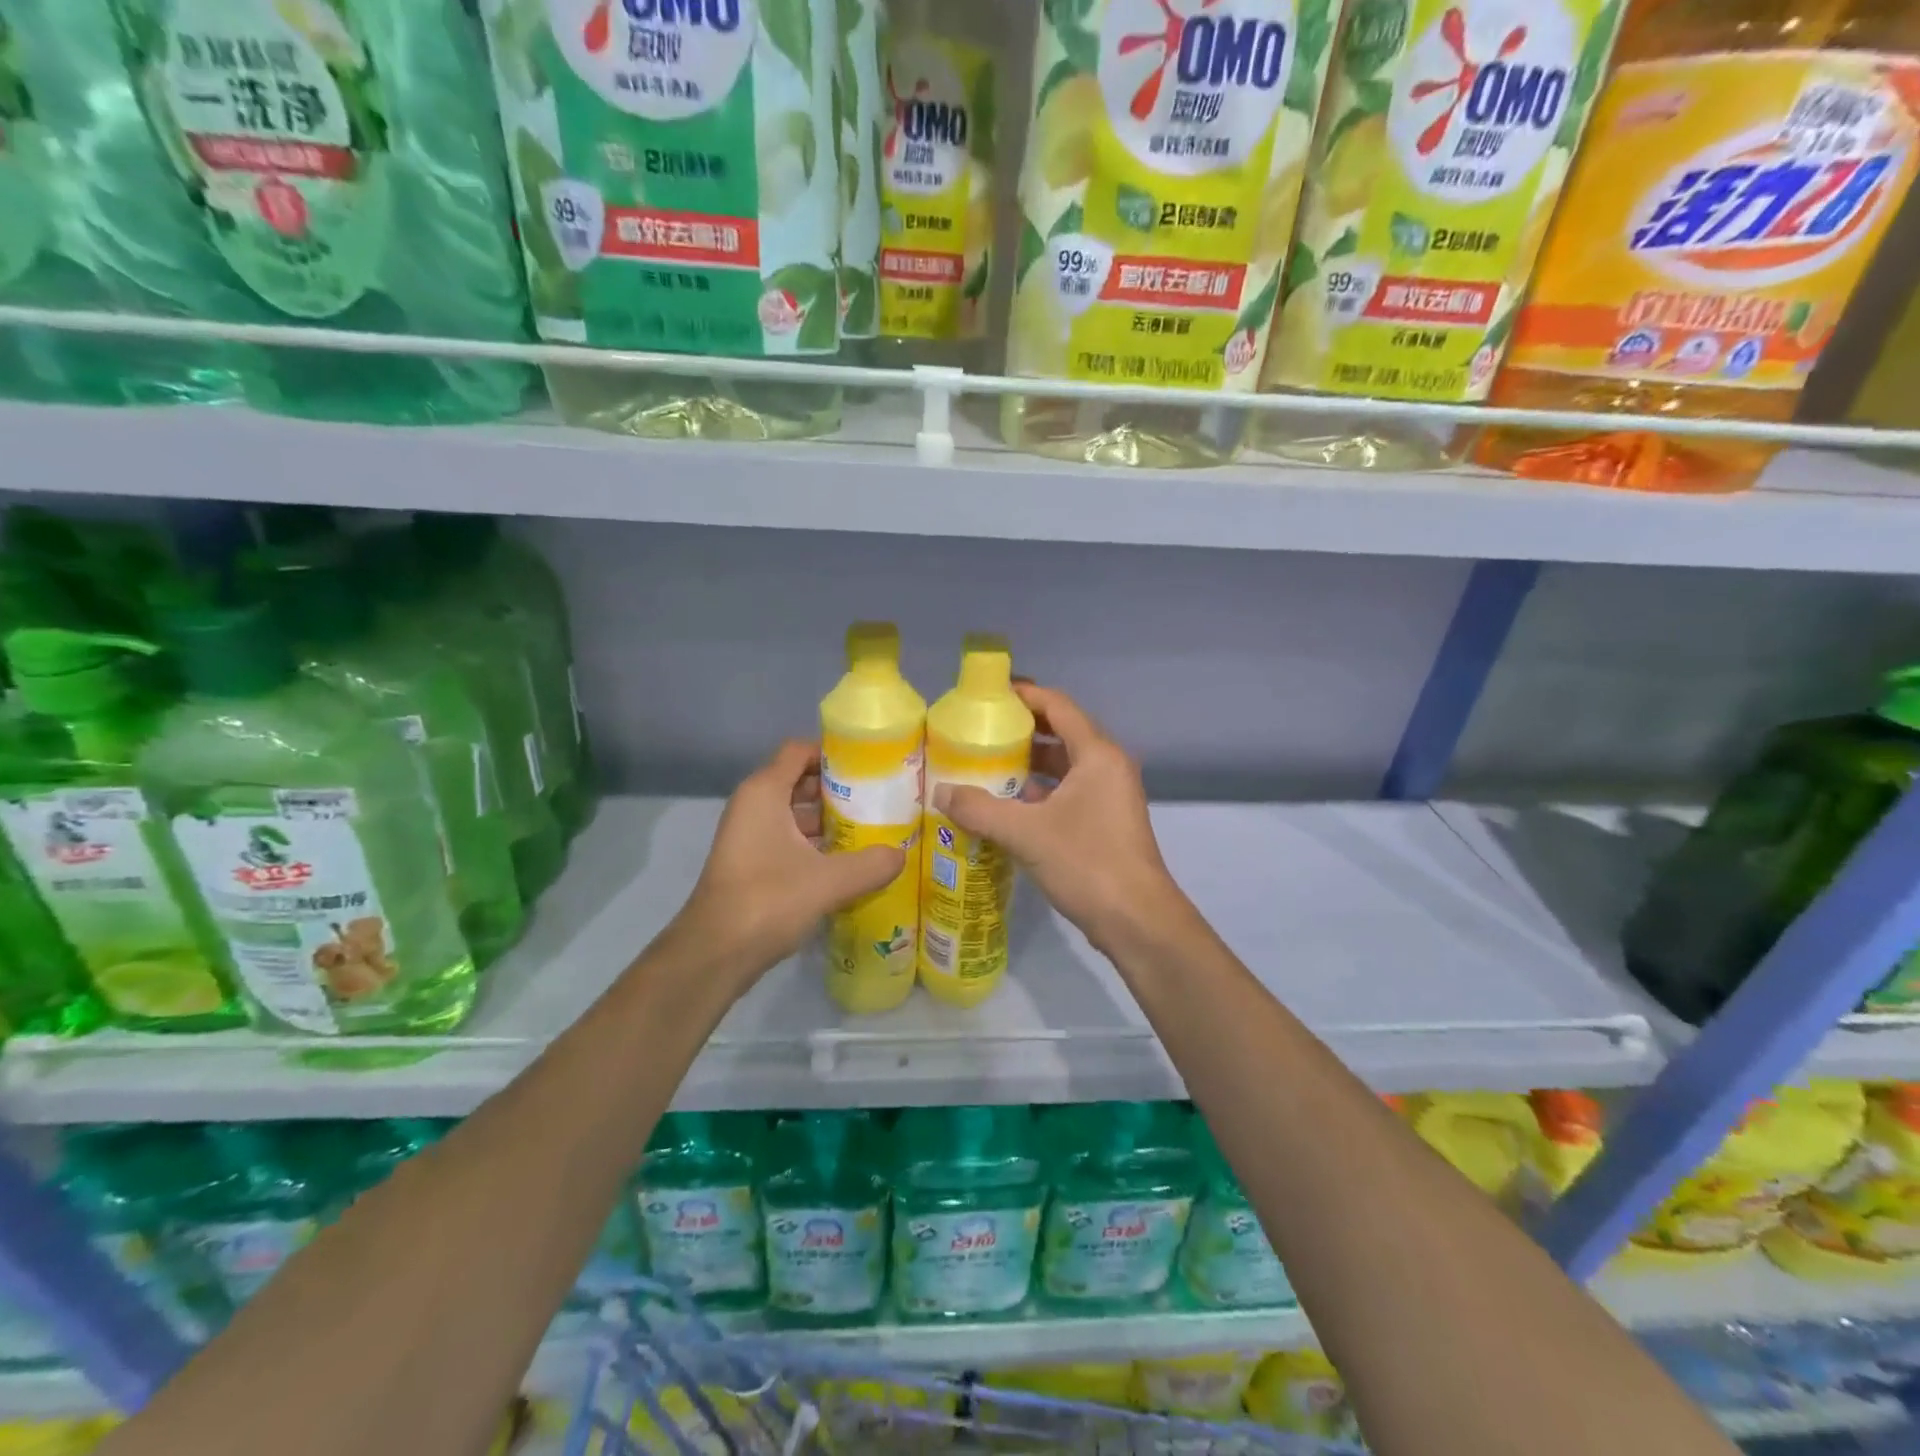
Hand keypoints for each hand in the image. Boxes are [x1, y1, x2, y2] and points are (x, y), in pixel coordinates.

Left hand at [670, 741, 903, 988]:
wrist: (715, 953)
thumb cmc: (768, 900)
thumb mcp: (829, 881)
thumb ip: (871, 864)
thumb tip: (901, 855)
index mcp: (764, 793)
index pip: (800, 751)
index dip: (833, 753)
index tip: (870, 765)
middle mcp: (754, 805)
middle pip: (800, 780)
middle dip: (839, 788)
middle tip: (880, 798)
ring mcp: (750, 835)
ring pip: (795, 813)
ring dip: (830, 819)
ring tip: (872, 828)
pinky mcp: (752, 863)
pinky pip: (789, 839)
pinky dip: (816, 843)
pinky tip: (848, 861)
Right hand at [933, 684, 1184, 955]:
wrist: (1137, 921)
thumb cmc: (1086, 863)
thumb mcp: (1026, 833)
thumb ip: (980, 809)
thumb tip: (941, 792)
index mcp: (1097, 755)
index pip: (1058, 707)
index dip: (1025, 695)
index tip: (989, 695)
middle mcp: (1107, 767)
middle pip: (1062, 733)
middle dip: (1022, 730)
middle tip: (979, 731)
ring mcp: (1110, 796)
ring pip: (1064, 767)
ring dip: (1029, 764)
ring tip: (985, 765)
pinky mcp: (1105, 823)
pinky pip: (1068, 793)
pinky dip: (1039, 792)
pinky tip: (1007, 806)